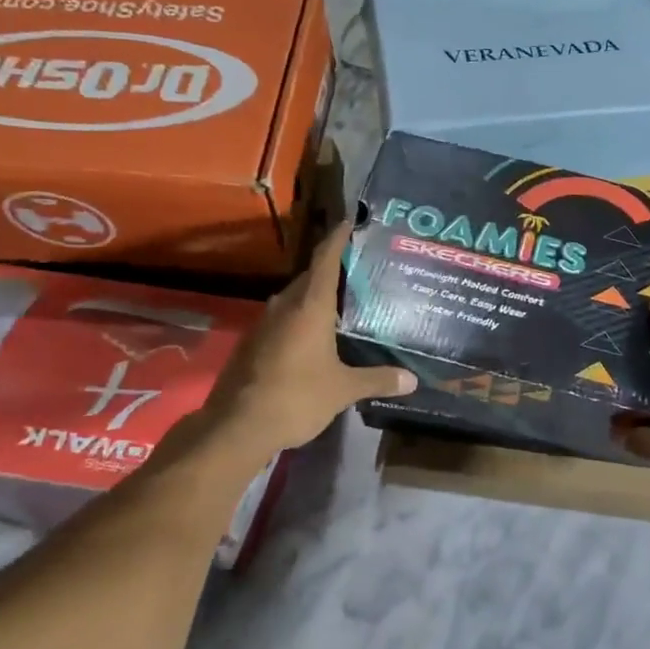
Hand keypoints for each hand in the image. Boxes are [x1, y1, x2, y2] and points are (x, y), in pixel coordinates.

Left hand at [183, 223, 415, 463]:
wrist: (236, 427)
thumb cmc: (296, 397)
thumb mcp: (343, 389)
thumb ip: (377, 379)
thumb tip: (412, 379)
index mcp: (309, 306)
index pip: (325, 259)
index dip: (338, 238)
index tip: (351, 221)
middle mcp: (285, 306)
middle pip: (310, 277)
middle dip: (333, 270)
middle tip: (361, 270)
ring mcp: (264, 324)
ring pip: (295, 299)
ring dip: (316, 297)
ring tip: (344, 303)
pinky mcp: (253, 344)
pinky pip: (283, 319)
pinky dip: (302, 318)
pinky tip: (317, 336)